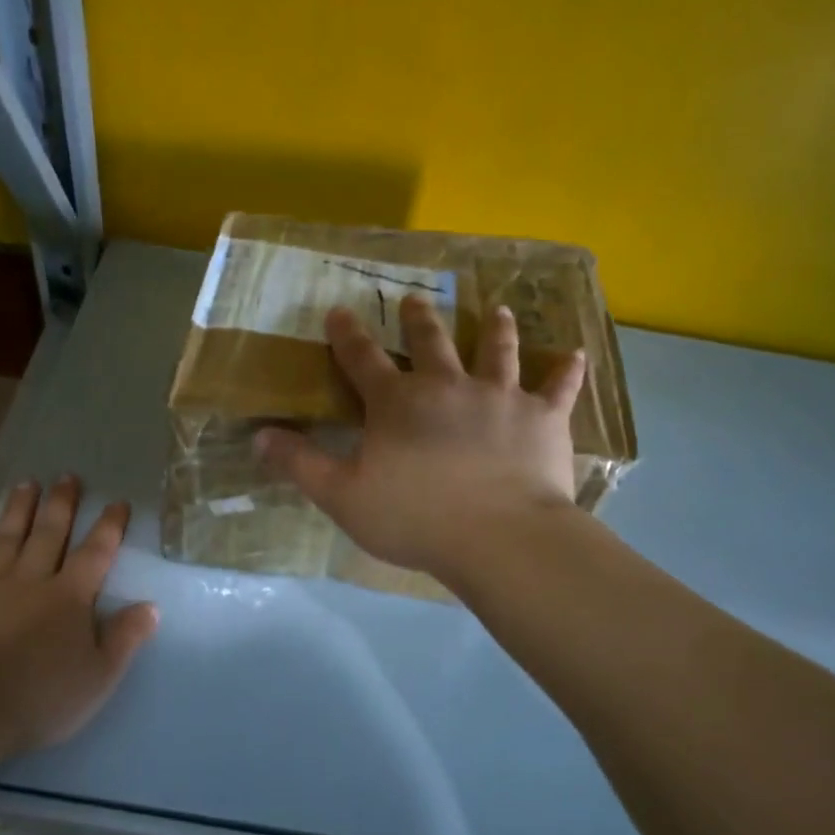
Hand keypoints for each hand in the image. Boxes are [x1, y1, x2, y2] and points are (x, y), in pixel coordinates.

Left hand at [0, 477, 158, 762]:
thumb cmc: (36, 700)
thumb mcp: (97, 678)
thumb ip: (124, 639)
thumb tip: (151, 606)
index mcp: (69, 597)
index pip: (95, 553)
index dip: (109, 526)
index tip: (118, 502)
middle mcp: (29, 580)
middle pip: (48, 533)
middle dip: (61, 504)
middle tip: (67, 476)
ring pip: (6, 537)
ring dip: (18, 509)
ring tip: (26, 483)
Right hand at [256, 298, 585, 580]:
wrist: (498, 536)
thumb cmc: (415, 518)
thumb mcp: (342, 497)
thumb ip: (301, 464)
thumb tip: (259, 436)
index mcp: (398, 403)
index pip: (363, 360)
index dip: (347, 336)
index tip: (340, 311)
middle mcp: (448, 386)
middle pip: (431, 342)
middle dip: (418, 319)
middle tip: (414, 298)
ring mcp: (500, 397)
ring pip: (496, 351)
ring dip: (496, 329)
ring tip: (499, 309)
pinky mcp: (542, 418)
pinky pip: (558, 388)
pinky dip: (566, 372)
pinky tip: (575, 354)